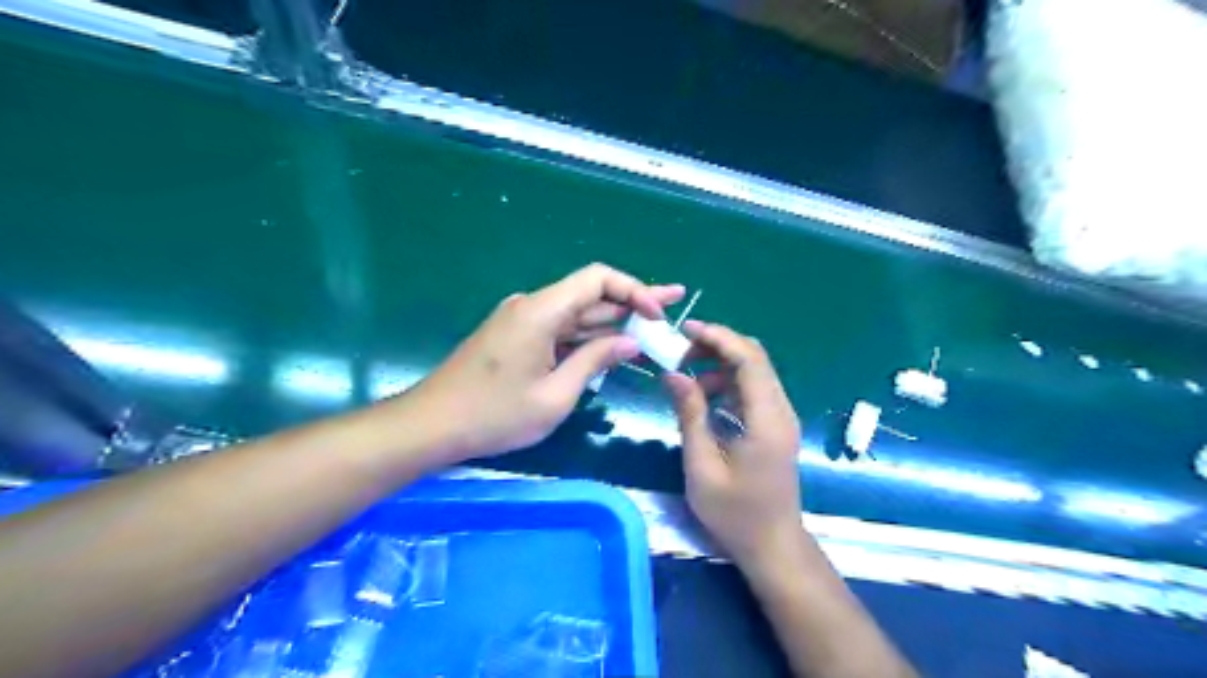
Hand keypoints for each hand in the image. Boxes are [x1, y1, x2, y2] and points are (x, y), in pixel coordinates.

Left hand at [398, 264, 676, 466]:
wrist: (432, 425)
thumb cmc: (494, 415)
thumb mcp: (555, 395)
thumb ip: (594, 361)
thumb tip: (630, 342)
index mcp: (541, 311)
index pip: (597, 279)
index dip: (633, 290)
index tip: (657, 314)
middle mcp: (532, 306)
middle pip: (590, 293)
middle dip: (632, 301)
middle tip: (673, 304)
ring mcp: (522, 320)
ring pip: (576, 313)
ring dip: (612, 321)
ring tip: (653, 325)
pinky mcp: (516, 336)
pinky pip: (560, 329)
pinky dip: (587, 337)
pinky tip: (613, 345)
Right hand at [664, 319, 804, 570]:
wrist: (772, 546)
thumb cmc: (734, 513)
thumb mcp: (702, 466)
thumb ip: (690, 415)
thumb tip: (673, 374)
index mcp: (767, 420)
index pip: (749, 359)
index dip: (718, 337)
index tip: (686, 330)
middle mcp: (781, 410)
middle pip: (754, 358)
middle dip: (717, 346)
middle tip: (680, 353)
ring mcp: (781, 417)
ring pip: (754, 371)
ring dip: (720, 365)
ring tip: (686, 378)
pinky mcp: (775, 425)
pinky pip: (752, 390)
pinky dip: (728, 382)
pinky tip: (704, 397)